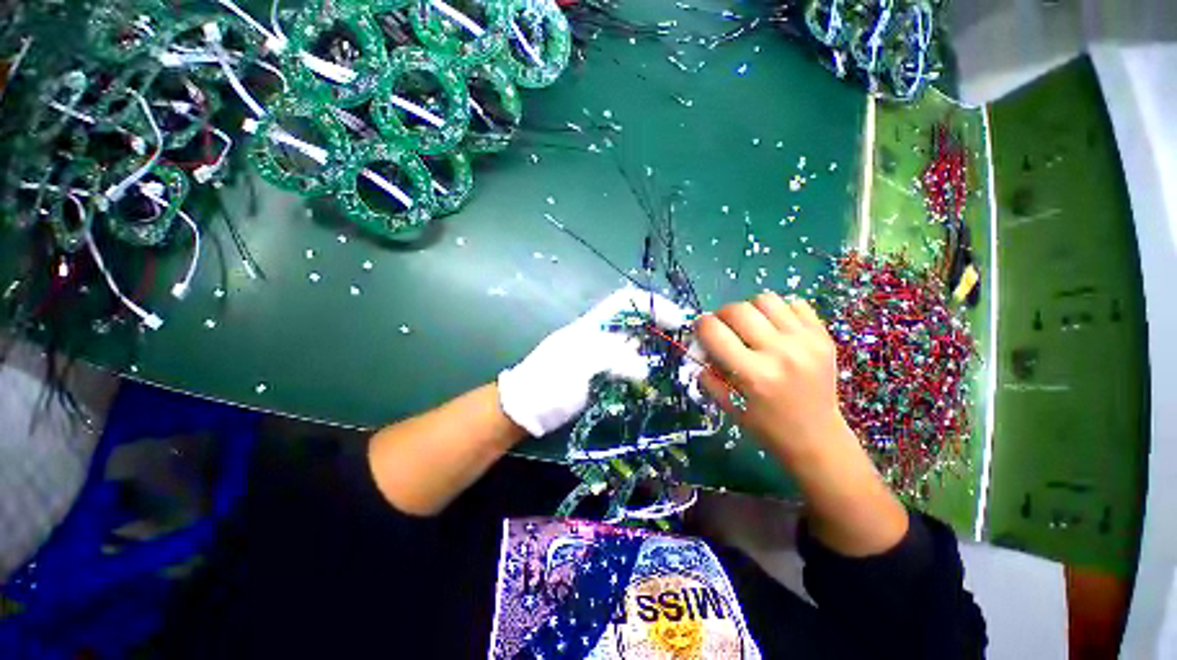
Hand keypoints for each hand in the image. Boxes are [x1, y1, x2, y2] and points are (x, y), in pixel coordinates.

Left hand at [498, 287, 693, 437]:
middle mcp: (601, 336)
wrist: (523, 410)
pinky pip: (630, 369)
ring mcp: (601, 358)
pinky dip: (647, 372)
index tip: (679, 320)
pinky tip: (658, 383)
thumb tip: (644, 368)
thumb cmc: (547, 383)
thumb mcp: (575, 364)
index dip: (654, 304)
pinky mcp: (602, 378)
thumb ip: (610, 357)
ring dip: (657, 351)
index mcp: (593, 325)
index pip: (627, 301)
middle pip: (637, 323)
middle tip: (687, 348)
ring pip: (636, 346)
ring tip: (680, 366)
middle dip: (663, 329)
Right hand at [695, 292, 845, 465]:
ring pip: (766, 299)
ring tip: (751, 326)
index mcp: (753, 375)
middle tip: (724, 328)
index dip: (700, 325)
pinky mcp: (823, 337)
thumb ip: (707, 374)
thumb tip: (699, 347)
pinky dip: (779, 310)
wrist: (817, 437)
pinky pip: (795, 303)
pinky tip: (776, 328)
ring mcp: (806, 342)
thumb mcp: (727, 405)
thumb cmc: (766, 425)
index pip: (713, 331)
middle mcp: (780, 353)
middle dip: (721, 314)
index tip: (700, 330)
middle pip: (738, 309)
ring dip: (750, 309)